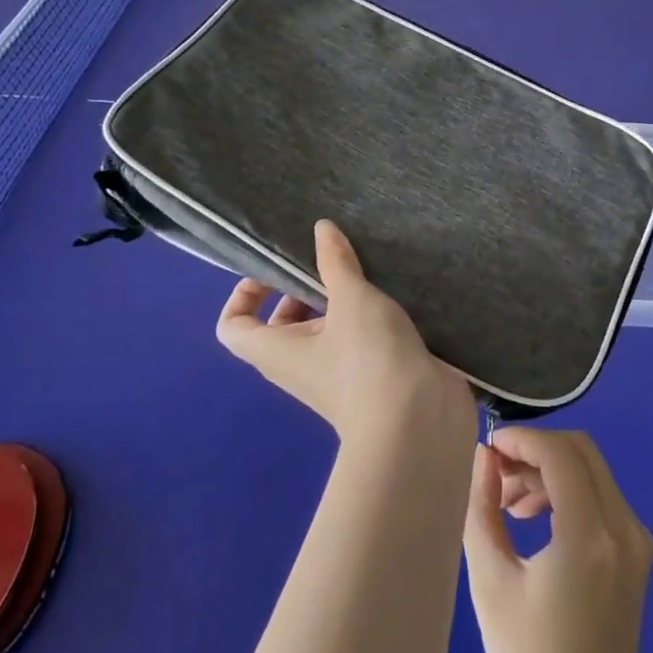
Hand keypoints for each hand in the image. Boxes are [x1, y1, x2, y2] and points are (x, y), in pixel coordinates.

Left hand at [216, 219, 475, 455]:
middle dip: (302, 290)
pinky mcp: (373, 378)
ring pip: (326, 331)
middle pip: (283, 325)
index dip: (244, 295)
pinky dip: (369, 318)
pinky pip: (358, 342)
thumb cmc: (368, 359)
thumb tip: (321, 229)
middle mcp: (300, 365)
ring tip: (367, 271)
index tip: (275, 269)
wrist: (418, 423)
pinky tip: (394, 294)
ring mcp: (337, 375)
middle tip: (330, 262)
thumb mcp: (351, 299)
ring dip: (342, 302)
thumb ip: (336, 262)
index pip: (233, 327)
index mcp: (277, 350)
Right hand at [464, 428, 652, 652]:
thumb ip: (483, 509)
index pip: (560, 454)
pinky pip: (602, 496)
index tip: (487, 449)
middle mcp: (625, 529)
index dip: (521, 440)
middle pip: (582, 452)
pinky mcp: (637, 554)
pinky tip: (536, 519)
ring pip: (593, 471)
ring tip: (508, 505)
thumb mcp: (492, 583)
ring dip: (550, 471)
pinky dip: (568, 491)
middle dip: (536, 451)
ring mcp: (637, 541)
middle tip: (496, 476)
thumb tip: (483, 458)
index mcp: (591, 537)